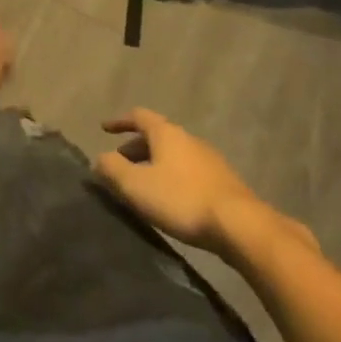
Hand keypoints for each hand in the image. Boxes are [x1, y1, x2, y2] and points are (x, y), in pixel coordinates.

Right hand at [94, 109, 262, 250]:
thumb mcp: (135, 185)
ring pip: (174, 155)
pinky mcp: (223, 183)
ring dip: (155, 164)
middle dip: (136, 148)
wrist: (240, 226)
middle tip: (121, 163)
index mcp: (166, 133)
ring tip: (143, 184)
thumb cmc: (181, 199)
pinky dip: (173, 178)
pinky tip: (171, 199)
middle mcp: (189, 139)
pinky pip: (189, 172)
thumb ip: (112, 169)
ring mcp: (210, 160)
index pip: (138, 116)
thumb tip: (99, 159)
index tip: (104, 129)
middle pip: (157, 136)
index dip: (119, 121)